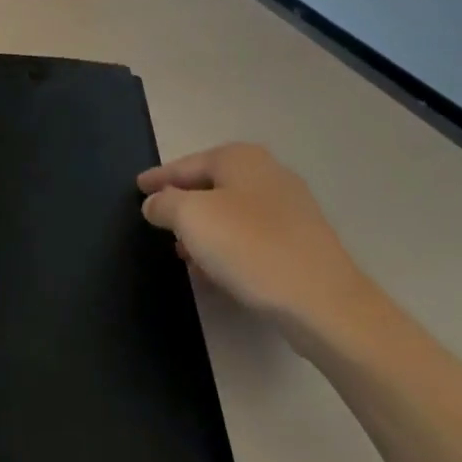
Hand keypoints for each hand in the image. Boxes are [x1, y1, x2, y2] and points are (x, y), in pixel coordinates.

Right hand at [139, 143, 373, 335]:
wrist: (324, 302)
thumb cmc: (250, 247)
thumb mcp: (191, 218)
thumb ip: (164, 203)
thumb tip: (155, 203)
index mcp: (241, 158)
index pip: (186, 164)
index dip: (159, 177)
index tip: (138, 186)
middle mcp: (267, 174)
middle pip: (210, 187)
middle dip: (183, 206)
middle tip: (158, 222)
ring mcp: (290, 208)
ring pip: (231, 215)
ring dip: (204, 233)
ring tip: (181, 253)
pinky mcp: (301, 243)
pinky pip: (251, 239)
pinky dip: (228, 249)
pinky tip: (214, 273)